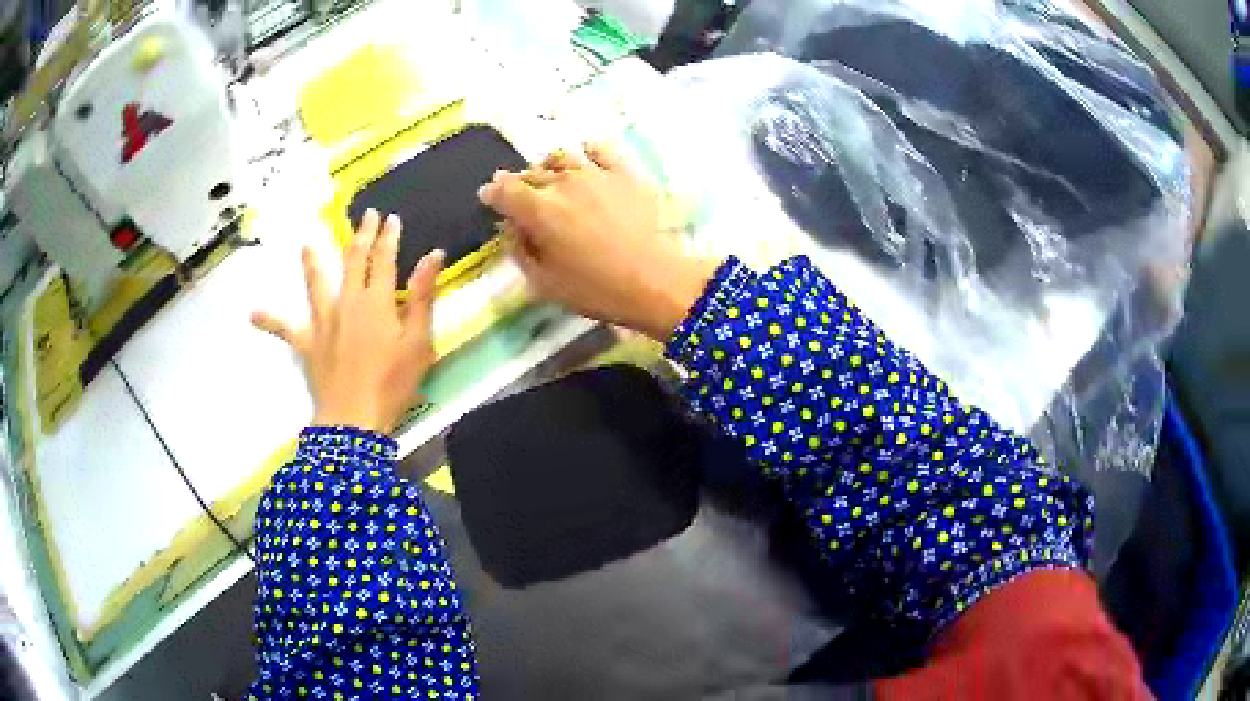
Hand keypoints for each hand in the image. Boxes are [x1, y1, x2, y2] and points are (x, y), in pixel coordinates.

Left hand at [252, 210, 444, 433]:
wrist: (354, 419)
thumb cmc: (393, 383)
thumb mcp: (419, 341)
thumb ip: (423, 296)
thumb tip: (433, 255)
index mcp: (377, 301)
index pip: (384, 259)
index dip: (388, 237)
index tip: (391, 219)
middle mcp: (348, 302)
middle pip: (353, 262)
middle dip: (361, 236)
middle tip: (365, 216)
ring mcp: (323, 322)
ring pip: (316, 285)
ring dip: (312, 263)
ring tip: (306, 244)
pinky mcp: (307, 344)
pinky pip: (285, 330)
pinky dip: (270, 321)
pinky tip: (253, 314)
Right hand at [478, 143, 719, 340]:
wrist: (653, 280)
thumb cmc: (594, 289)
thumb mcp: (543, 281)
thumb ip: (520, 249)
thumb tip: (511, 227)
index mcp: (537, 209)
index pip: (503, 190)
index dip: (492, 192)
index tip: (489, 196)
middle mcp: (562, 182)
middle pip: (531, 174)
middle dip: (520, 184)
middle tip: (521, 196)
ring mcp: (595, 173)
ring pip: (561, 157)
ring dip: (549, 167)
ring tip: (552, 178)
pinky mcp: (624, 172)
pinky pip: (600, 150)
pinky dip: (587, 153)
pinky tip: (586, 161)